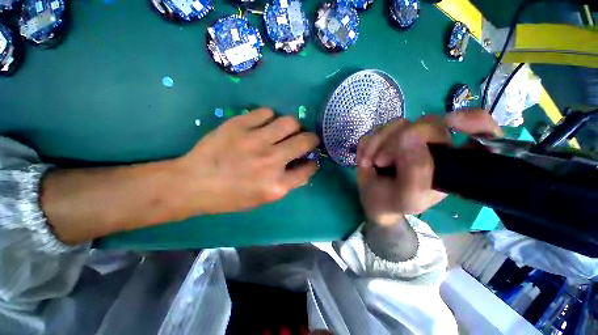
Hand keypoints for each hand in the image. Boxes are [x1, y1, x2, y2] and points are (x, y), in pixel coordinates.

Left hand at [172, 108, 318, 217]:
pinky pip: (266, 112)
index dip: (312, 163)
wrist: (194, 183)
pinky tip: (265, 124)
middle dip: (312, 139)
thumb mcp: (262, 199)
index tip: (310, 159)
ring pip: (290, 122)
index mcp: (277, 185)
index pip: (308, 168)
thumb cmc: (230, 197)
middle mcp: (271, 161)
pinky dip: (270, 118)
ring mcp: (255, 140)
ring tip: (287, 130)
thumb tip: (304, 169)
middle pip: (305, 141)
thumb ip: (287, 185)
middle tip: (307, 139)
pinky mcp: (240, 125)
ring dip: (294, 126)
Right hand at [356, 109, 501, 225]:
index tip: (453, 123)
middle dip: (395, 143)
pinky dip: (366, 145)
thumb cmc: (394, 202)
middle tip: (380, 162)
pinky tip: (364, 159)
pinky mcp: (387, 135)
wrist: (372, 199)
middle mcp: (433, 144)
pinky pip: (376, 129)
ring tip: (369, 163)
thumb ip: (416, 172)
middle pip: (426, 124)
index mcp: (450, 161)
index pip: (481, 133)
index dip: (475, 122)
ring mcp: (407, 137)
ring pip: (397, 124)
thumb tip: (408, 136)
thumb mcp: (409, 197)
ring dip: (376, 144)